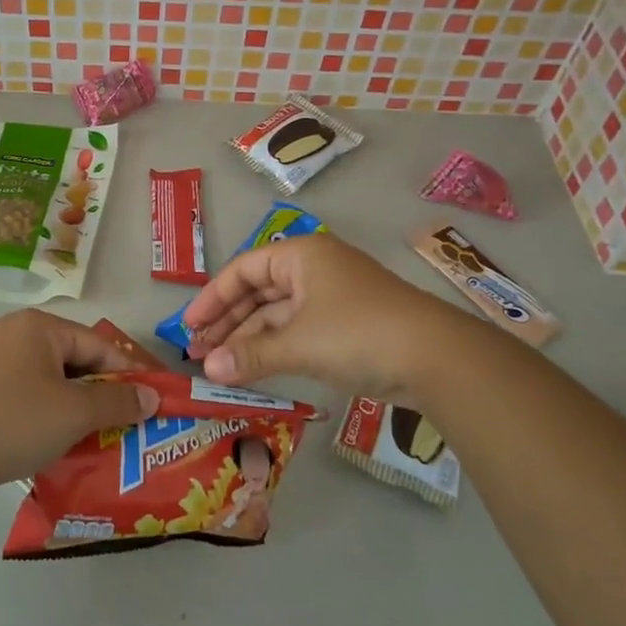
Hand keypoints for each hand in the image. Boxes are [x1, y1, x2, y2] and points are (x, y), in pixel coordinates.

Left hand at [0, 310, 160, 491]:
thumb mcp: (75, 412)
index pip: (98, 345)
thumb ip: (117, 401)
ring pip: (53, 380)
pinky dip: (52, 412)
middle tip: (129, 422)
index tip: (153, 400)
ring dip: (78, 406)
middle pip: (75, 360)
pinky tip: (62, 439)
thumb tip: (151, 397)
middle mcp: (17, 333)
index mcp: (40, 327)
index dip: (129, 373)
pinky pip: (31, 393)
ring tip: (101, 435)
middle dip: (103, 392)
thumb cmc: (16, 421)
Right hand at [181, 231, 452, 400]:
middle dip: (227, 323)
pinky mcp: (346, 326)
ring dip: (248, 339)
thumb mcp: (298, 343)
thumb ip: (250, 355)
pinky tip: (254, 368)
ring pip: (277, 315)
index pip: (243, 270)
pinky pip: (298, 332)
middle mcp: (314, 269)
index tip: (189, 327)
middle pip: (258, 292)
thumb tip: (208, 370)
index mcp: (301, 256)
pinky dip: (274, 348)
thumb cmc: (358, 333)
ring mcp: (332, 298)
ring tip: (218, 367)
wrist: (436, 358)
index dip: (212, 298)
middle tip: (198, 352)